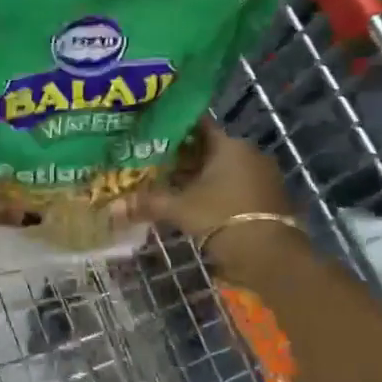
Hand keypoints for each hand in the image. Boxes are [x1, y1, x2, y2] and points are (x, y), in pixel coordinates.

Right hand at [133, 126, 299, 271]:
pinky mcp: (268, 197)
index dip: (174, 131)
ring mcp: (262, 176)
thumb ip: (148, 202)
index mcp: (229, 145)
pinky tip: (197, 204)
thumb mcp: (179, 209)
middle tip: (155, 165)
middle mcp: (249, 153)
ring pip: (223, 169)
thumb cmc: (221, 217)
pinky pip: (236, 186)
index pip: (198, 126)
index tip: (152, 137)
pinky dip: (217, 192)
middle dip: (184, 158)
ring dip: (200, 177)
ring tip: (171, 187)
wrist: (269, 255)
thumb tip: (112, 206)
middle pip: (210, 149)